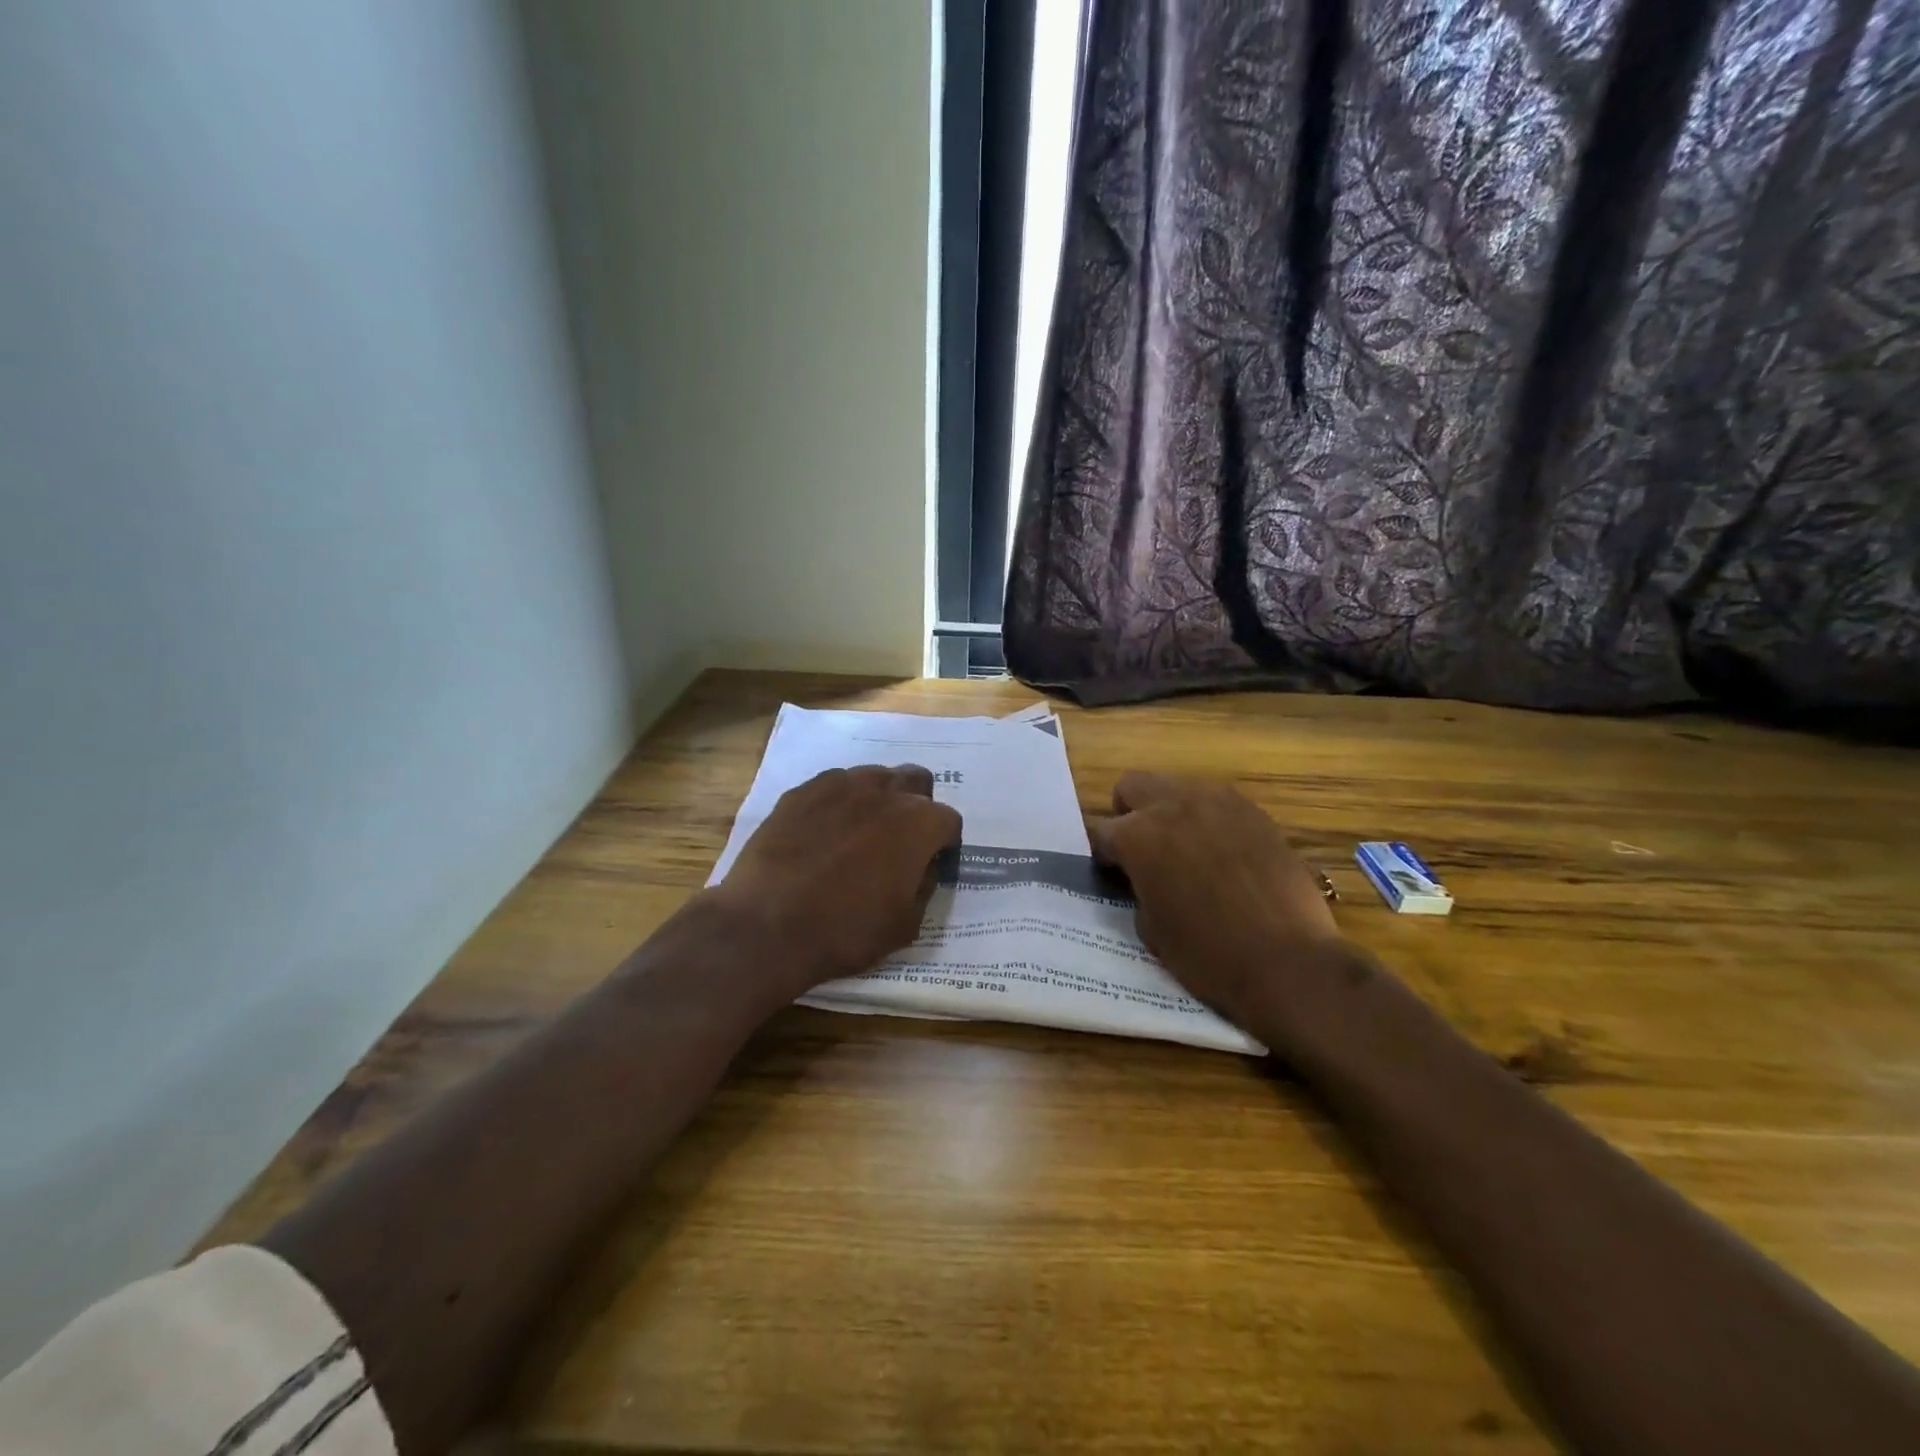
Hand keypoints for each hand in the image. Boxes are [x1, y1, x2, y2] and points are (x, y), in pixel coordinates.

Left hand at [708, 765, 961, 996]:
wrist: (767, 925)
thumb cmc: (846, 930)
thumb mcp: (906, 924)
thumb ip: (925, 886)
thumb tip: (923, 866)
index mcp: (920, 823)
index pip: (948, 821)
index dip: (942, 844)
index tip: (929, 864)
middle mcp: (886, 791)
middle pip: (916, 781)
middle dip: (916, 805)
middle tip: (899, 841)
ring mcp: (841, 785)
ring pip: (875, 777)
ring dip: (879, 798)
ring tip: (860, 833)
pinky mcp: (802, 790)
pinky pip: (834, 785)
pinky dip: (839, 803)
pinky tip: (823, 832)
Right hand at [1087, 773, 1343, 1033]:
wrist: (1285, 961)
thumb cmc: (1207, 954)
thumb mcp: (1149, 928)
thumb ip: (1138, 888)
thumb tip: (1142, 878)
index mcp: (1137, 836)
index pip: (1100, 832)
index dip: (1104, 855)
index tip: (1114, 874)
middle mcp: (1172, 805)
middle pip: (1133, 786)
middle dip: (1129, 813)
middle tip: (1143, 849)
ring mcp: (1217, 802)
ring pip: (1177, 787)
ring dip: (1170, 811)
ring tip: (1186, 849)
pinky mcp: (1254, 811)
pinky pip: (1217, 802)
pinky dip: (1209, 820)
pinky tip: (1223, 853)